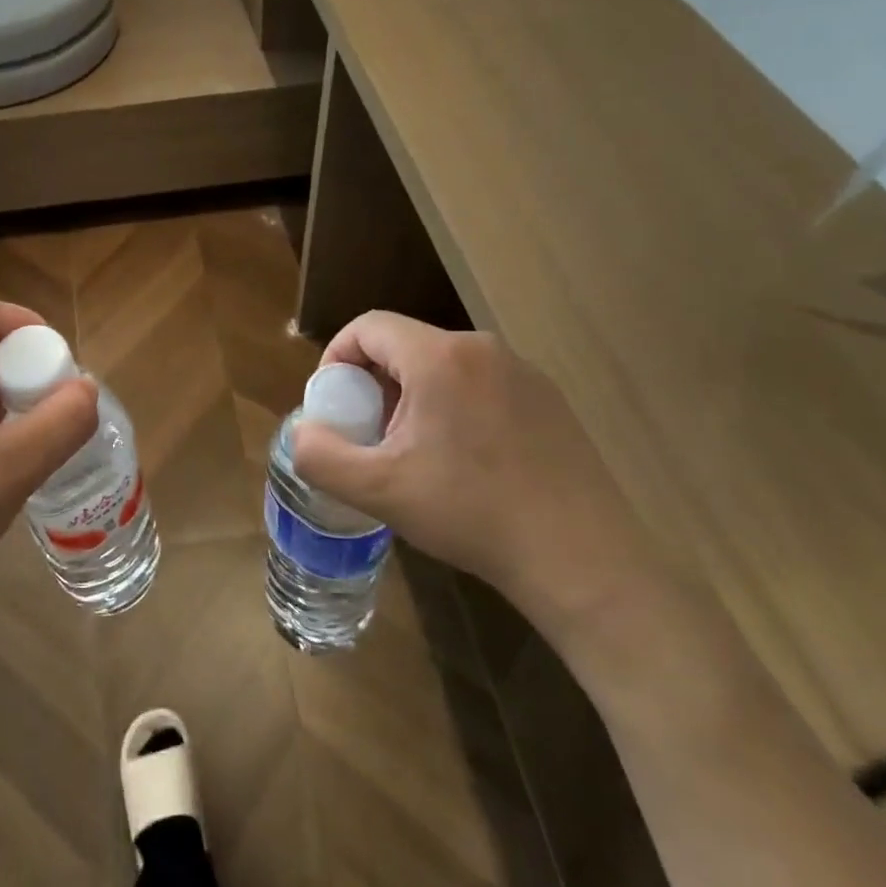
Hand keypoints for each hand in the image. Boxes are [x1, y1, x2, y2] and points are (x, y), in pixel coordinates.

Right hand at [291, 312, 653, 636]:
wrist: (581, 560)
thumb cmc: (471, 514)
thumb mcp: (379, 491)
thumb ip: (320, 455)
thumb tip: (304, 432)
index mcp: (440, 357)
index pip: (368, 326)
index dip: (337, 357)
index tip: (334, 404)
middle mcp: (483, 349)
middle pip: (405, 345)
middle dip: (374, 382)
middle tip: (370, 434)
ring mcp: (523, 372)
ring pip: (443, 365)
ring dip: (413, 396)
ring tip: (414, 452)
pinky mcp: (549, 399)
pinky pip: (480, 384)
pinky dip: (454, 406)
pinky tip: (465, 461)